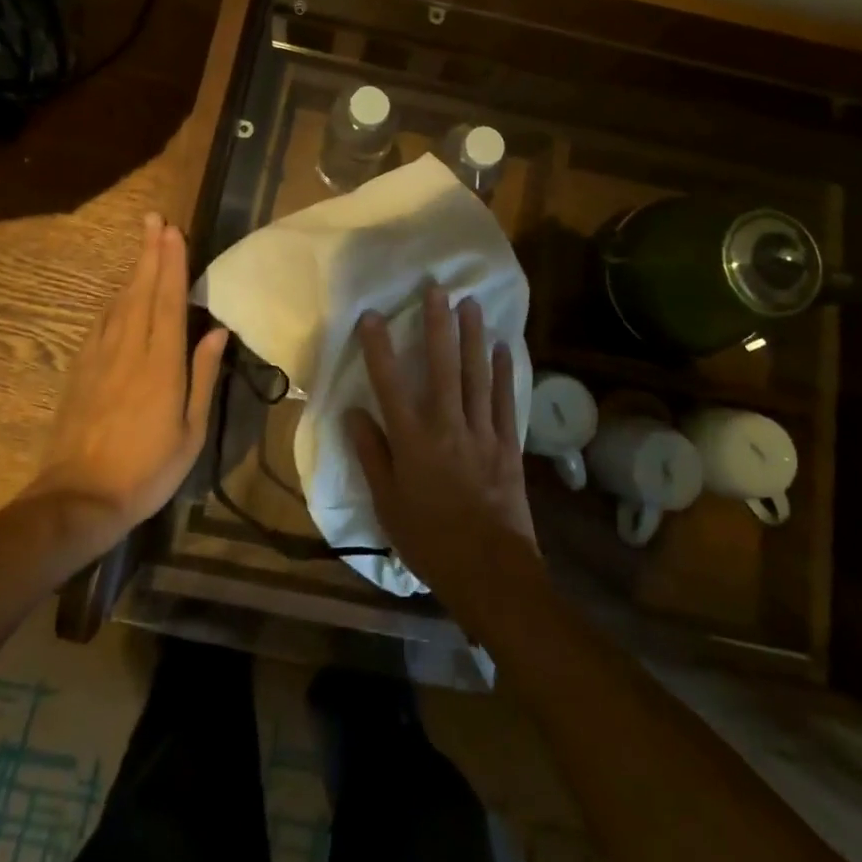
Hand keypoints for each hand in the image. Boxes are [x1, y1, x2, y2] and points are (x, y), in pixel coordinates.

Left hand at [29, 213, 227, 539]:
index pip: (168, 301)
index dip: (172, 263)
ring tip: (143, 244)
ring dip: (132, 270)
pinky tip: (119, 293)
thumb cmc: (147, 469)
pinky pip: (101, 323)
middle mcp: (129, 350)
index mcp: (161, 364)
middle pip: (141, 291)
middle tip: (154, 220)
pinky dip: (114, 300)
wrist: (79, 499)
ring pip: (119, 302)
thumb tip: (216, 330)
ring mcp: (100, 358)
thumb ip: (203, 375)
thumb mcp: (190, 430)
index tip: (173, 231)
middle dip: (149, 253)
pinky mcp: (80, 370)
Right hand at [346, 286, 538, 611]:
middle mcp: (447, 426)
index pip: (390, 384)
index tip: (372, 316)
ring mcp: (481, 433)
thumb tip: (353, 413)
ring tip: (471, 304)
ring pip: (476, 375)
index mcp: (413, 441)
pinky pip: (504, 401)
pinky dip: (504, 373)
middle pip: (442, 367)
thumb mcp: (387, 504)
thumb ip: (372, 455)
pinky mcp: (507, 445)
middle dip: (438, 325)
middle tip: (437, 289)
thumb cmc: (430, 541)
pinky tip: (503, 348)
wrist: (490, 572)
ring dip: (473, 337)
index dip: (380, 348)